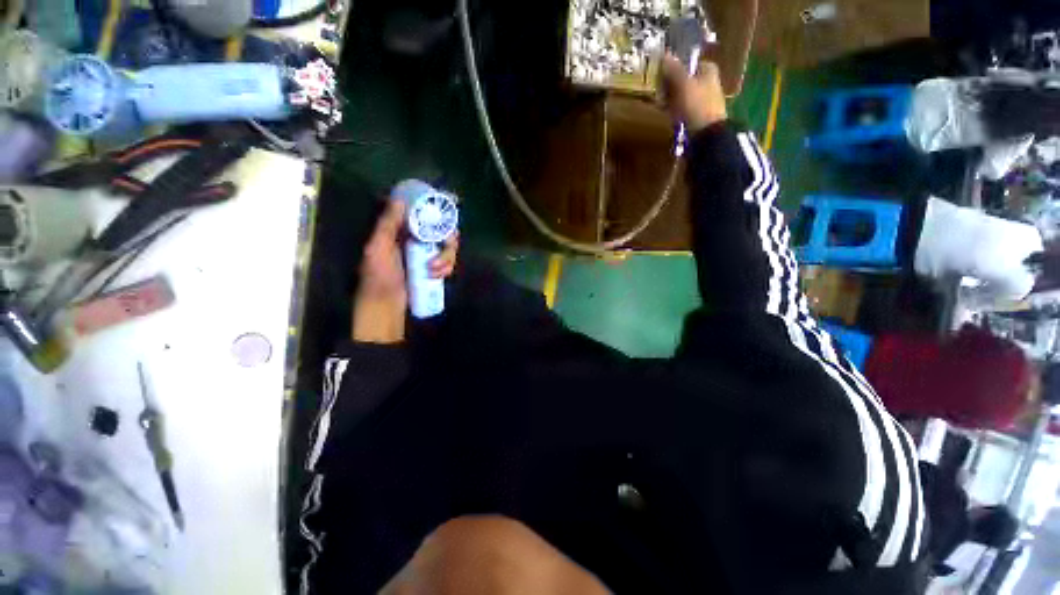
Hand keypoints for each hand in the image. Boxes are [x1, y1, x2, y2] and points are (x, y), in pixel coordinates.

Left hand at [352, 198, 459, 343]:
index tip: (450, 207)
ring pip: (447, 246)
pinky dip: (447, 267)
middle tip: (448, 243)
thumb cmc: (378, 277)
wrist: (385, 306)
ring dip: (447, 257)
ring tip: (436, 270)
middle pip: (440, 228)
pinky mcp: (432, 268)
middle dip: (447, 237)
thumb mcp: (378, 248)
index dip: (435, 208)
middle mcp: (414, 239)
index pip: (421, 212)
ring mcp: (425, 254)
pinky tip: (438, 276)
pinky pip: (447, 261)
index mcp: (399, 230)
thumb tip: (399, 198)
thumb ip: (388, 224)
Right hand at [660, 54, 726, 132]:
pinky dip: (674, 110)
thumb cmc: (697, 105)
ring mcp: (702, 99)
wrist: (706, 134)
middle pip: (682, 79)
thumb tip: (665, 54)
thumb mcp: (683, 84)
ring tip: (661, 105)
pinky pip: (681, 108)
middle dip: (669, 86)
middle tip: (659, 93)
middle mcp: (707, 81)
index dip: (672, 70)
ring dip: (669, 99)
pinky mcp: (697, 114)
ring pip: (680, 95)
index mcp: (708, 69)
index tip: (660, 78)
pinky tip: (667, 114)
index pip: (686, 64)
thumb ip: (674, 70)